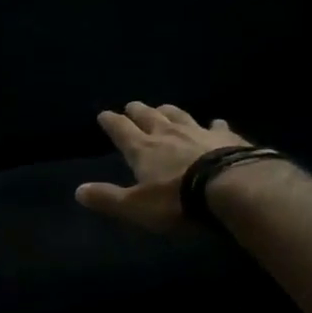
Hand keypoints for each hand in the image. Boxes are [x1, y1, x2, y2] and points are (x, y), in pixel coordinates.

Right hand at [75, 102, 248, 232]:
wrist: (233, 188)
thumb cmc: (179, 201)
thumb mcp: (137, 207)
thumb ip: (108, 198)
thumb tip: (78, 191)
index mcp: (143, 149)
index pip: (121, 130)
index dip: (111, 122)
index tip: (103, 114)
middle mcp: (168, 134)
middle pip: (149, 116)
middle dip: (137, 111)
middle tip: (131, 106)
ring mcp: (199, 132)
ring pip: (179, 115)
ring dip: (168, 111)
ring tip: (163, 107)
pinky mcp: (228, 137)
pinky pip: (217, 126)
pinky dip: (213, 124)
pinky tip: (215, 122)